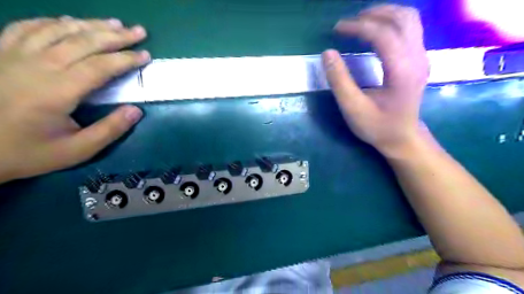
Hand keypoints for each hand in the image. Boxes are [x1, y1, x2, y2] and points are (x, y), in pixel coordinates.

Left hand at [0, 16, 149, 182]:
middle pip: (83, 42)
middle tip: (138, 31)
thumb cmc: (29, 152)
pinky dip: (52, 22)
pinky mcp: (0, 53)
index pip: (100, 66)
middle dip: (115, 35)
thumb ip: (109, 130)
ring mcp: (13, 55)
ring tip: (113, 23)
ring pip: (58, 29)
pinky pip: (27, 27)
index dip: (126, 59)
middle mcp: (36, 66)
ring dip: (90, 24)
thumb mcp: (77, 150)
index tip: (146, 55)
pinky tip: (69, 22)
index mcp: (57, 91)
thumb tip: (136, 111)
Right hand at [324, 5, 428, 156]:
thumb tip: (327, 53)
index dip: (358, 26)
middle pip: (402, 18)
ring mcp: (422, 57)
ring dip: (384, 14)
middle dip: (373, 14)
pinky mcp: (419, 59)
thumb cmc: (377, 126)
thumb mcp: (353, 108)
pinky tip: (376, 31)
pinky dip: (391, 22)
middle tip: (349, 23)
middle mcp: (417, 58)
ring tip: (361, 22)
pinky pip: (410, 28)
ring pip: (410, 19)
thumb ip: (339, 81)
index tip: (337, 29)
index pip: (383, 34)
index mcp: (401, 71)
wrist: (403, 138)